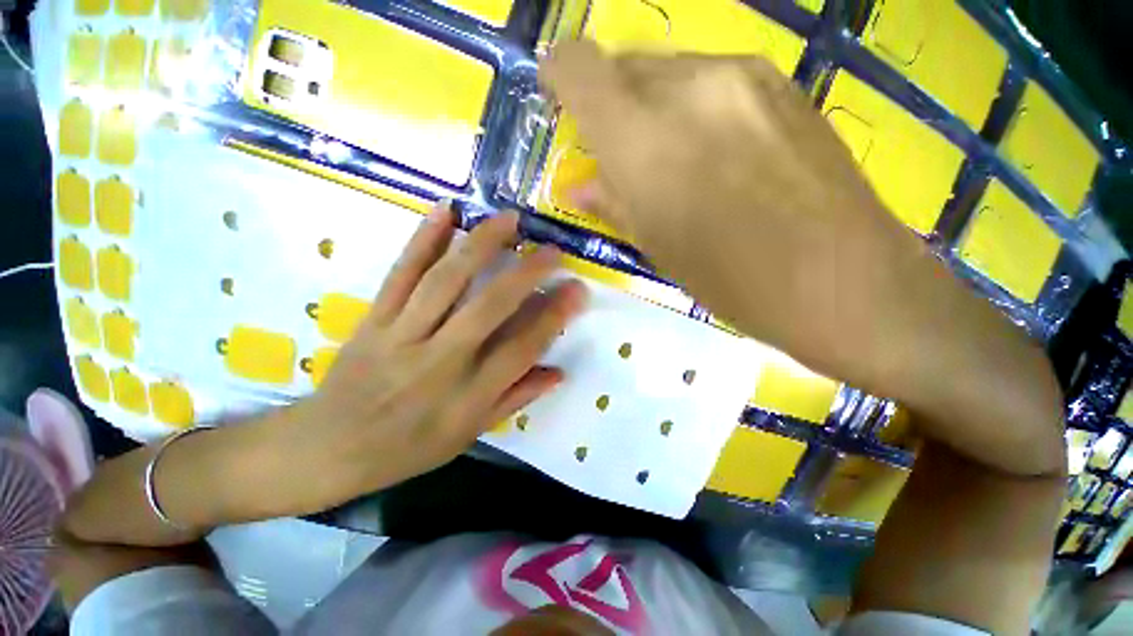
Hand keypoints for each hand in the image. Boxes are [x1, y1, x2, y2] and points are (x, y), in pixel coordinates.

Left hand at [279, 204, 587, 512]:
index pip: (522, 349)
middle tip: (553, 251)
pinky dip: (423, 239)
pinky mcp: (374, 318)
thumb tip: (558, 372)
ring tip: (510, 219)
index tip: (576, 290)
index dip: (553, 317)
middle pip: (489, 307)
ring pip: (446, 280)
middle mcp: (439, 361)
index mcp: (467, 396)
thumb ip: (515, 399)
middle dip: (527, 274)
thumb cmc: (407, 448)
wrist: (327, 448)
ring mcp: (402, 335)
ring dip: (481, 244)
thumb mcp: (468, 435)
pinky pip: (401, 273)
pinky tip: (444, 210)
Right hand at [541, 42, 1062, 475]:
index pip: (579, 67)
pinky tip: (709, 152)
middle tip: (615, 150)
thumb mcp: (656, 247)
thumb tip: (578, 183)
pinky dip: (687, 107)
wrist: (843, 280)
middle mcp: (689, 86)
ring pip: (666, 70)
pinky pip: (707, 79)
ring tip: (666, 160)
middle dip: (607, 102)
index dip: (559, 74)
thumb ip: (611, 202)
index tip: (557, 97)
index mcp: (644, 140)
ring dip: (649, 107)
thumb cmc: (732, 279)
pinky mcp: (779, 82)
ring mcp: (742, 75)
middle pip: (622, 65)